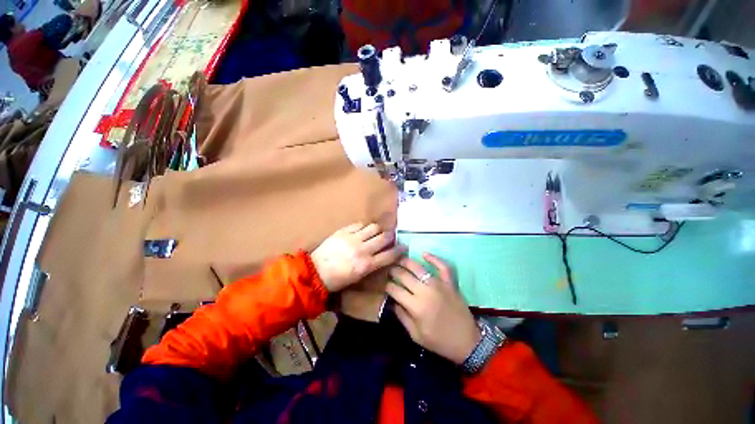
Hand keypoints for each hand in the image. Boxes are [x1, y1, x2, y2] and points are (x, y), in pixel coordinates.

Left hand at [311, 223, 404, 291]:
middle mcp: (363, 249)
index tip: (404, 246)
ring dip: (378, 229)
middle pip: (384, 237)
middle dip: (391, 236)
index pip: (389, 254)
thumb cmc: (338, 279)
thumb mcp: (358, 277)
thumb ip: (373, 265)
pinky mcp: (343, 231)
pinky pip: (359, 224)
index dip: (399, 250)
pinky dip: (364, 226)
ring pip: (374, 227)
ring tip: (376, 232)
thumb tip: (383, 255)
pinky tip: (363, 229)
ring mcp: (353, 238)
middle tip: (391, 236)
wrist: (315, 272)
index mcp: (366, 265)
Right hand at [386, 254, 480, 364]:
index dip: (387, 286)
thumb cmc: (439, 341)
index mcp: (415, 306)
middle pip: (404, 275)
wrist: (467, 342)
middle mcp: (425, 291)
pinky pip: (442, 266)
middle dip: (393, 271)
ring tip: (399, 258)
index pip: (395, 290)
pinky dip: (434, 259)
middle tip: (389, 269)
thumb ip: (402, 317)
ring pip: (419, 268)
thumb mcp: (416, 335)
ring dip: (406, 261)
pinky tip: (424, 254)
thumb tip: (392, 302)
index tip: (384, 284)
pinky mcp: (449, 283)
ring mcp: (438, 284)